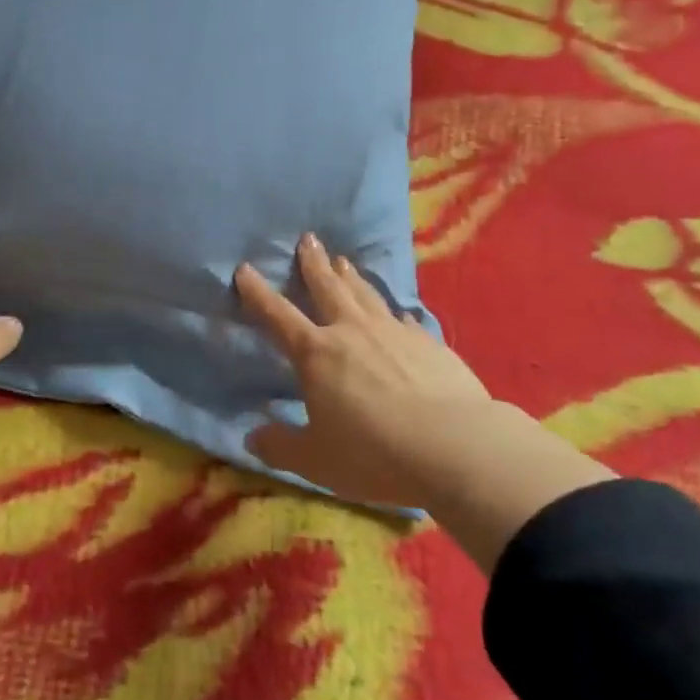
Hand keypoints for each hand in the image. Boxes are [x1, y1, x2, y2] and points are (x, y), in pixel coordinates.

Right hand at [235, 235, 613, 571]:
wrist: (454, 446)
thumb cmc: (372, 453)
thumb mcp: (315, 460)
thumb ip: (280, 446)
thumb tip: (252, 437)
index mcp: (316, 354)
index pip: (277, 316)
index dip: (257, 293)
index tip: (245, 268)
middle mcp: (352, 331)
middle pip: (327, 287)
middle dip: (313, 263)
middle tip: (308, 239)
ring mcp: (394, 332)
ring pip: (366, 294)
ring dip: (351, 276)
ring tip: (344, 260)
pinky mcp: (429, 343)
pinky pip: (403, 318)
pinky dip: (392, 311)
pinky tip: (395, 312)